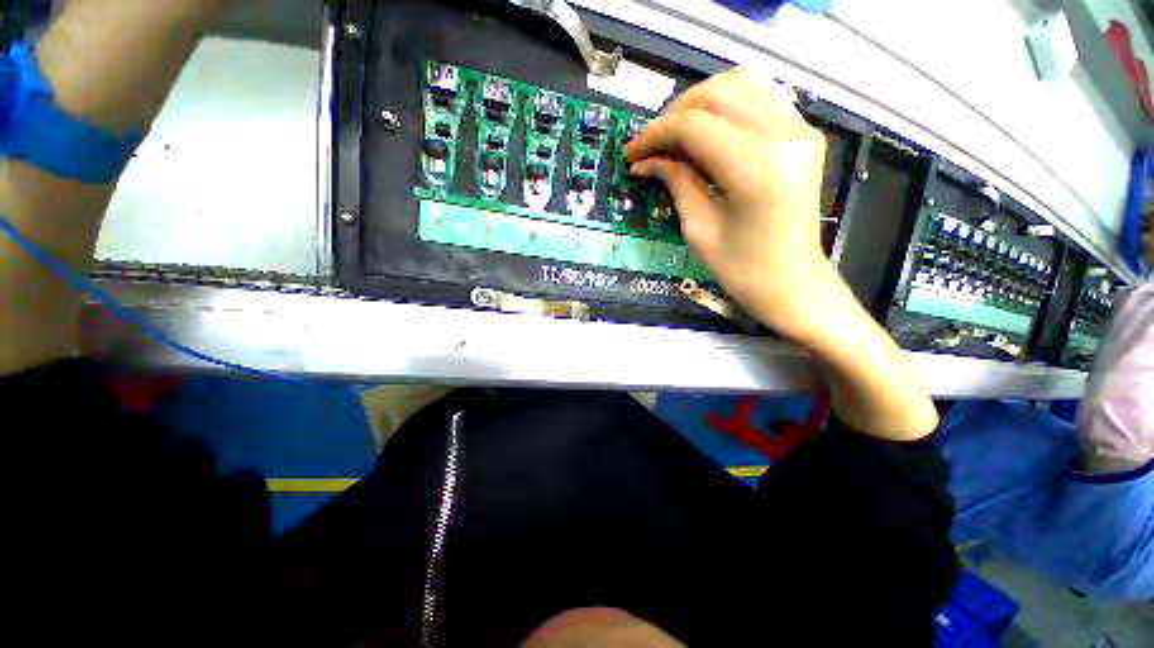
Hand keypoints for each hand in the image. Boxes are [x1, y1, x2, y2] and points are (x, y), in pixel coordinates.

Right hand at [626, 68, 840, 342]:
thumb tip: (647, 160)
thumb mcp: (700, 230)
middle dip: (674, 115)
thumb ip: (676, 183)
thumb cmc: (743, 270)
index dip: (655, 134)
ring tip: (676, 135)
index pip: (693, 126)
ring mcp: (800, 129)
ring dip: (699, 103)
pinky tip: (708, 129)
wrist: (793, 282)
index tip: (632, 152)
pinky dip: (727, 104)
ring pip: (740, 83)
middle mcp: (784, 135)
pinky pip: (760, 96)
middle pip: (716, 94)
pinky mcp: (803, 133)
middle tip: (652, 145)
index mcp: (756, 168)